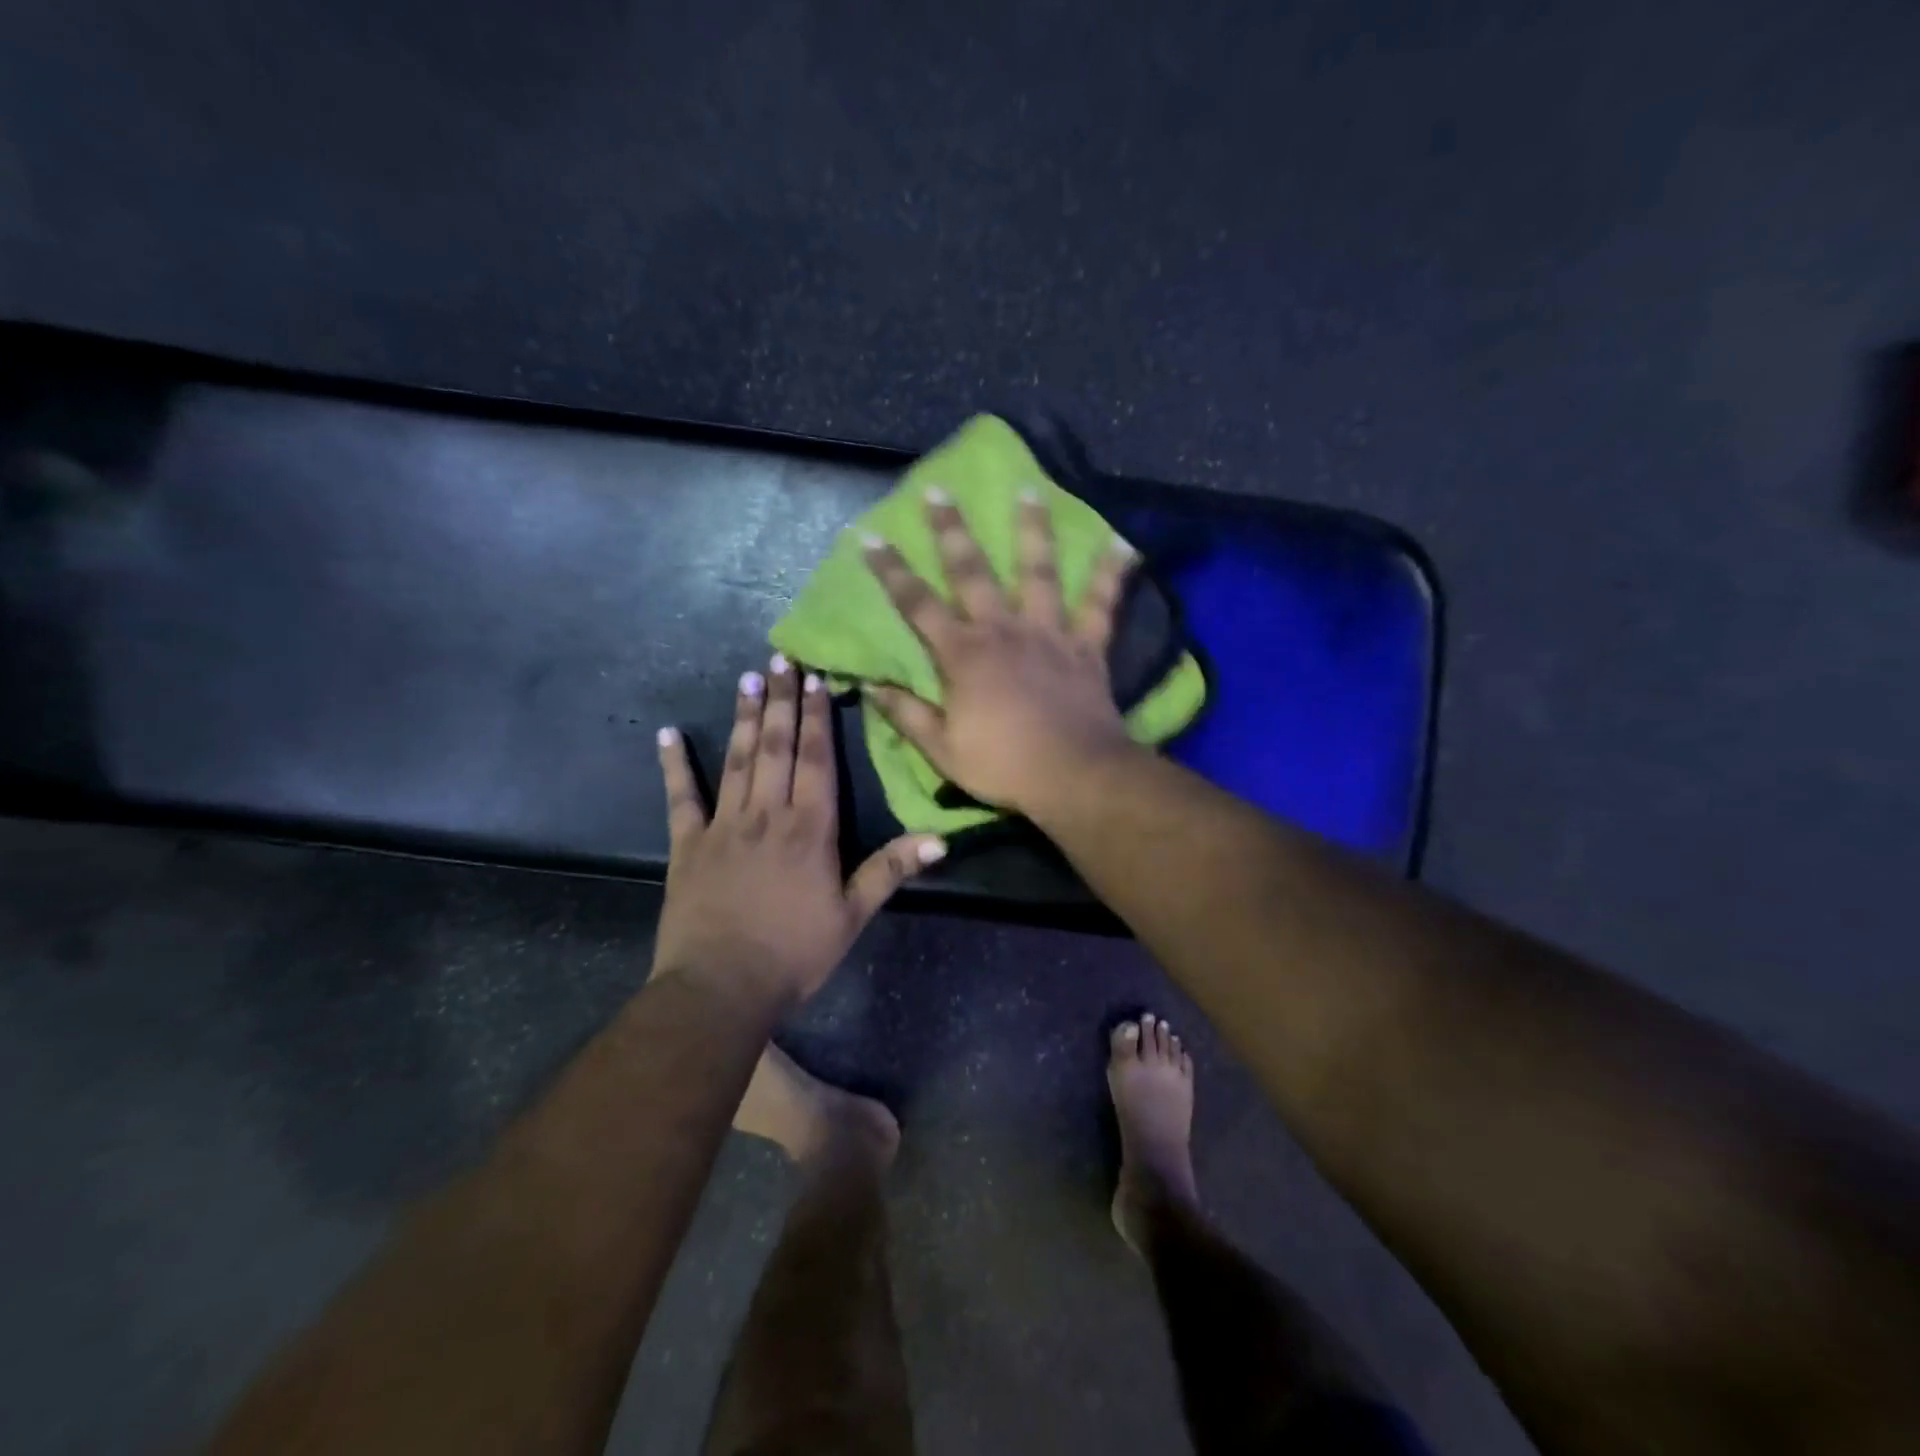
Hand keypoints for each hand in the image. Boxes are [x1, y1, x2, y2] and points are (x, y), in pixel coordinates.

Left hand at [652, 657, 943, 1007]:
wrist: (721, 989)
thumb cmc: (795, 954)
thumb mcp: (853, 915)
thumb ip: (891, 870)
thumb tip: (941, 837)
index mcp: (810, 829)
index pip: (816, 759)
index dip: (816, 717)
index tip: (814, 678)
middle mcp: (766, 814)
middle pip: (776, 747)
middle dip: (780, 701)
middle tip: (779, 659)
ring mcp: (723, 826)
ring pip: (737, 761)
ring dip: (744, 718)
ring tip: (747, 679)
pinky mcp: (687, 845)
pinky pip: (680, 798)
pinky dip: (674, 765)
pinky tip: (666, 734)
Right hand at [860, 488, 1139, 815]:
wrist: (1073, 776)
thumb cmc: (1003, 766)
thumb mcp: (942, 750)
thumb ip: (907, 715)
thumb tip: (872, 687)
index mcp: (963, 655)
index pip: (917, 605)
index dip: (892, 572)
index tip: (871, 538)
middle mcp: (1002, 630)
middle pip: (972, 571)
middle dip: (951, 531)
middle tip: (939, 491)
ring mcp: (1048, 633)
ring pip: (1039, 571)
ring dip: (1032, 529)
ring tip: (1029, 490)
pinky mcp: (1086, 646)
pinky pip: (1102, 604)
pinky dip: (1113, 573)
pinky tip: (1122, 543)